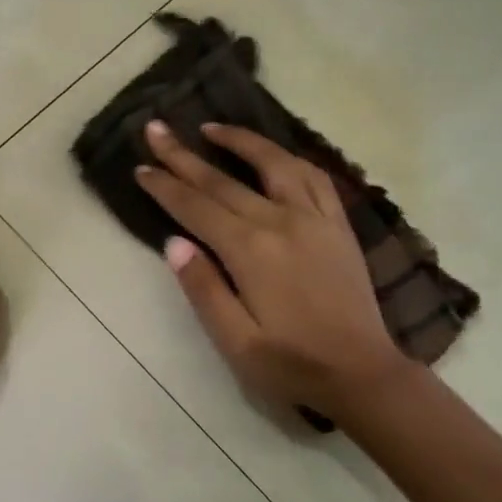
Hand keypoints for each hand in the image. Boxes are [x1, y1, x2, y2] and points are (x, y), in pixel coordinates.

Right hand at [135, 120, 408, 416]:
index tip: (140, 167)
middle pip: (224, 181)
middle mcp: (282, 222)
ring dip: (240, 141)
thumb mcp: (236, 343)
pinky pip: (315, 177)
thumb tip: (174, 243)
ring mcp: (315, 219)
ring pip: (274, 163)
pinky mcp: (339, 226)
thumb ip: (204, 290)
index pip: (197, 208)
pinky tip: (275, 155)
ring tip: (211, 127)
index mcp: (251, 252)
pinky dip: (290, 157)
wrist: (361, 374)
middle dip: (184, 155)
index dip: (165, 187)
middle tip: (156, 128)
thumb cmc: (292, 366)